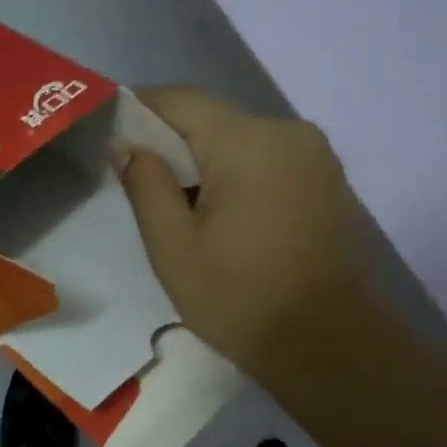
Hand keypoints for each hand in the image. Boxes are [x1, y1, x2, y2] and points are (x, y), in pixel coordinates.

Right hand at [115, 89, 376, 383]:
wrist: (333, 346)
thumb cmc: (242, 300)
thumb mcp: (175, 249)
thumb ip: (146, 185)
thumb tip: (126, 144)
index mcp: (246, 141)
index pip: (179, 100)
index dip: (140, 111)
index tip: (113, 138)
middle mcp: (287, 131)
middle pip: (213, 120)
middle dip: (175, 146)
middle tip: (146, 189)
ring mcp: (316, 155)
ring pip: (244, 142)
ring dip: (211, 165)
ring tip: (189, 213)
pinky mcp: (331, 181)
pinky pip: (272, 161)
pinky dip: (244, 177)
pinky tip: (233, 221)